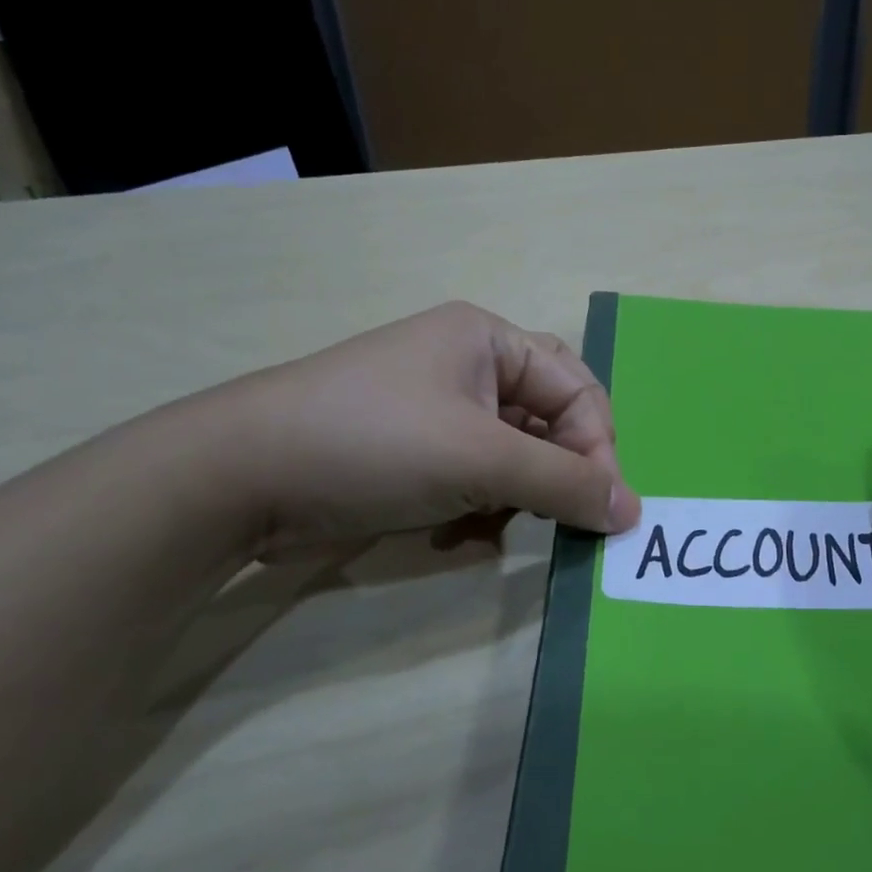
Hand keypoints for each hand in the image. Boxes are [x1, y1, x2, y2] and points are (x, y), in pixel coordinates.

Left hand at [211, 302, 640, 559]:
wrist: (238, 478)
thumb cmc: (374, 443)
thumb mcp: (481, 460)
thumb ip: (565, 483)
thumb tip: (633, 513)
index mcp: (488, 340)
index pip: (576, 390)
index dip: (598, 449)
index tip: (605, 511)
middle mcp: (469, 366)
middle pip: (548, 421)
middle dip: (556, 473)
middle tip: (563, 517)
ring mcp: (438, 410)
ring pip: (514, 456)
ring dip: (516, 496)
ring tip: (491, 525)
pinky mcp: (414, 451)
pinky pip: (476, 476)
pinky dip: (480, 507)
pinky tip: (457, 532)